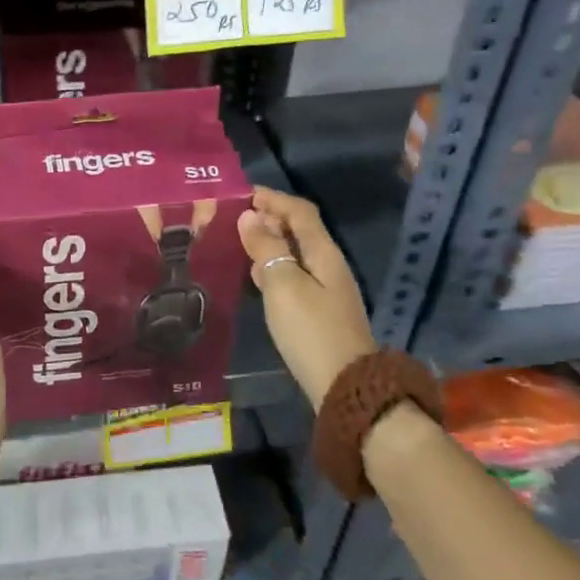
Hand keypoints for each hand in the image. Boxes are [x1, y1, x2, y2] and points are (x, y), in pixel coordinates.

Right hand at [238, 188, 376, 409]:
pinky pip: (295, 275)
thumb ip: (266, 248)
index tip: (242, 193)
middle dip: (270, 218)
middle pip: (300, 229)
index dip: (273, 198)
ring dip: (270, 242)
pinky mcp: (320, 310)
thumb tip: (251, 216)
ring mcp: (327, 289)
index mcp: (323, 252)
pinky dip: (274, 267)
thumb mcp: (282, 284)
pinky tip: (256, 277)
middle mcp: (329, 264)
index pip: (300, 211)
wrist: (345, 386)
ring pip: (296, 252)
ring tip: (239, 242)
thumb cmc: (310, 329)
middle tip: (235, 218)